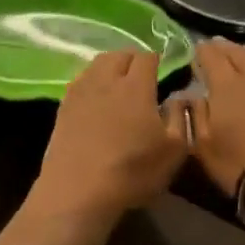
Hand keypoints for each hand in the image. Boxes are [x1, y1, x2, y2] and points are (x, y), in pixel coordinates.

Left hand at [31, 51, 188, 223]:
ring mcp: (82, 90)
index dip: (156, 60)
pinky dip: (92, 80)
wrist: (78, 189)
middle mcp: (107, 80)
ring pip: (97, 63)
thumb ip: (180, 117)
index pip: (146, 57)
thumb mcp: (174, 151)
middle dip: (133, 59)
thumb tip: (179, 96)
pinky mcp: (64, 104)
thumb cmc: (132, 171)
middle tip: (142, 76)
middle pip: (120, 54)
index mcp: (136, 87)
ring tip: (119, 83)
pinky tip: (96, 97)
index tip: (162, 70)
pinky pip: (81, 79)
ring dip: (111, 66)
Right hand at [186, 39, 244, 198]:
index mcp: (225, 83)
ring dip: (244, 53)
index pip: (210, 55)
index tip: (195, 50)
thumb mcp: (203, 145)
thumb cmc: (241, 161)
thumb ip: (195, 115)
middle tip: (213, 47)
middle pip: (236, 51)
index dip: (201, 50)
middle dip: (222, 48)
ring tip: (236, 55)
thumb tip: (190, 96)